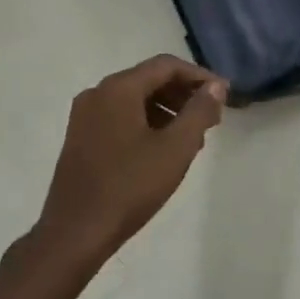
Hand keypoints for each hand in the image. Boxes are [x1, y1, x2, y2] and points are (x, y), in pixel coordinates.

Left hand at [37, 55, 227, 264]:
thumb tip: (215, 87)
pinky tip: (162, 149)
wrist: (75, 232)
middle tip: (211, 118)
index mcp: (118, 88)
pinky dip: (146, 123)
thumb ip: (199, 112)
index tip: (224, 96)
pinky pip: (120, 117)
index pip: (166, 66)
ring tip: (192, 138)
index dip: (199, 77)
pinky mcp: (80, 138)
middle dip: (183, 94)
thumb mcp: (175, 149)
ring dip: (166, 110)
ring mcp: (84, 116)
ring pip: (134, 100)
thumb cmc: (129, 187)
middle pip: (149, 79)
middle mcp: (97, 93)